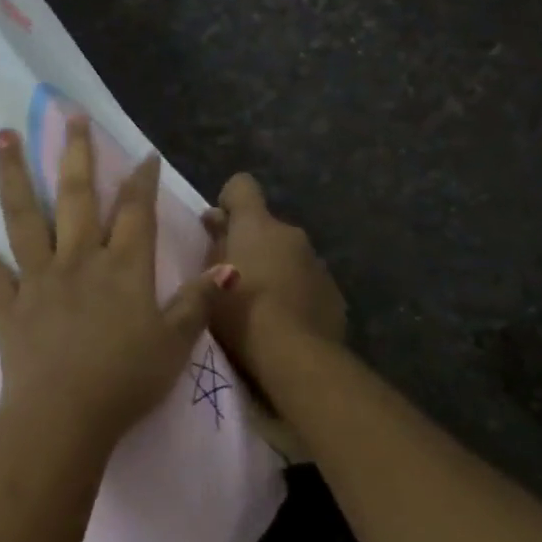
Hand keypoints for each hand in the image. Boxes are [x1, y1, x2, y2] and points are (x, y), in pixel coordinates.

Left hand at [0, 118, 232, 441]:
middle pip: (76, 197)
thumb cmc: (126, 381)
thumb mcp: (175, 344)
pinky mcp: (6, 303)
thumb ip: (198, 302)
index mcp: (122, 268)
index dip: (141, 180)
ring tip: (4, 135)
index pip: (136, 212)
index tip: (142, 153)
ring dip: (14, 174)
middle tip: (69, 115)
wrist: (67, 416)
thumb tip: (228, 266)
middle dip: (76, 154)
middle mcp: (78, 260)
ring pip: (24, 216)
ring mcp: (38, 278)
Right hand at [203, 173, 346, 373]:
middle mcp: (291, 233)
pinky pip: (306, 281)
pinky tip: (283, 319)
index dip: (229, 200)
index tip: (220, 225)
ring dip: (274, 267)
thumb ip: (215, 243)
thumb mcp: (209, 278)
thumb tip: (216, 219)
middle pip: (266, 226)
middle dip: (251, 243)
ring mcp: (316, 262)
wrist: (295, 355)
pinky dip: (294, 291)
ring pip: (288, 254)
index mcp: (257, 225)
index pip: (242, 186)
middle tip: (233, 276)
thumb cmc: (240, 312)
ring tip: (260, 304)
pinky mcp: (333, 291)